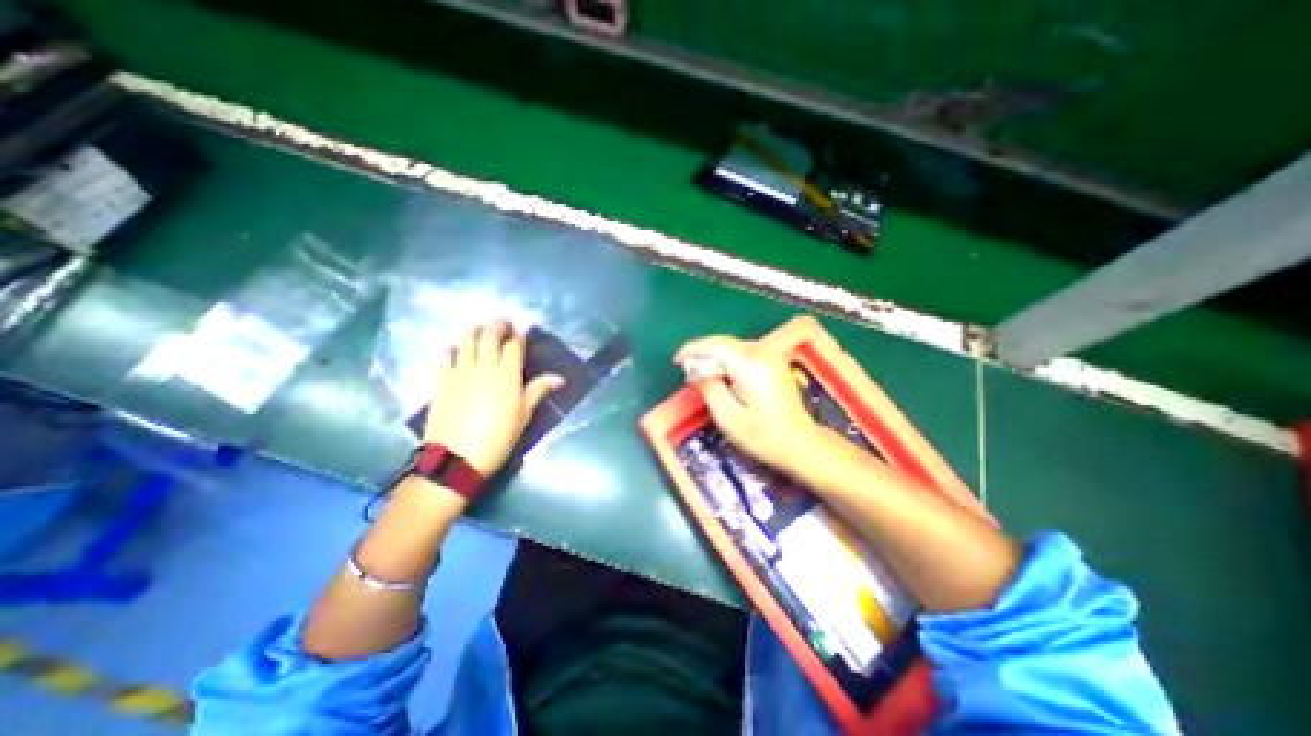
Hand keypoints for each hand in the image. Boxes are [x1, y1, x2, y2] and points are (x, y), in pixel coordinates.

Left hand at [422, 322, 561, 476]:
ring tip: (480, 329)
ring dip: (475, 330)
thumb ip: (538, 391)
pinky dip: (452, 348)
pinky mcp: (441, 380)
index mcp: (507, 374)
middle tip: (503, 323)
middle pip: (490, 336)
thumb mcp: (523, 415)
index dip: (518, 335)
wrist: (457, 457)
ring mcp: (460, 371)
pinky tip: (455, 349)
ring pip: (466, 340)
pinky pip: (445, 356)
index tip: (521, 330)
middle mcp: (484, 365)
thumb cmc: (498, 437)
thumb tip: (559, 378)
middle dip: (498, 325)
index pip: (514, 345)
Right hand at [676, 334, 816, 471]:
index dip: (692, 350)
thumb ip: (708, 387)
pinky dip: (727, 359)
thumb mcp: (728, 417)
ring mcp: (770, 356)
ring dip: (714, 355)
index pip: (715, 345)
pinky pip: (743, 352)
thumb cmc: (763, 436)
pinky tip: (720, 373)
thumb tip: (693, 369)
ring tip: (700, 373)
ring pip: (732, 346)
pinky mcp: (773, 362)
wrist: (800, 443)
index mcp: (750, 364)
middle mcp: (762, 353)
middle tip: (686, 370)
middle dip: (702, 352)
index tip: (677, 361)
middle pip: (723, 342)